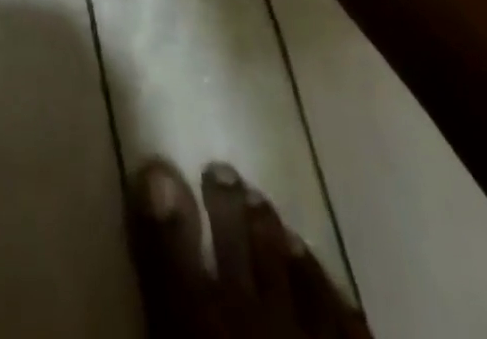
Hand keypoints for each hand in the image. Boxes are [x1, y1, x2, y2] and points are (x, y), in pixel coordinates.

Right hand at [130, 161, 371, 338]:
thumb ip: (161, 292)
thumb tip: (145, 242)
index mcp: (200, 327)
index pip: (170, 250)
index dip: (159, 204)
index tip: (157, 166)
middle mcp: (252, 319)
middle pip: (237, 242)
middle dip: (227, 203)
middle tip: (221, 171)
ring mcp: (311, 338)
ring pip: (289, 265)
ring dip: (273, 230)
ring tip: (263, 205)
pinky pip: (341, 309)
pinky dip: (322, 278)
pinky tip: (311, 258)